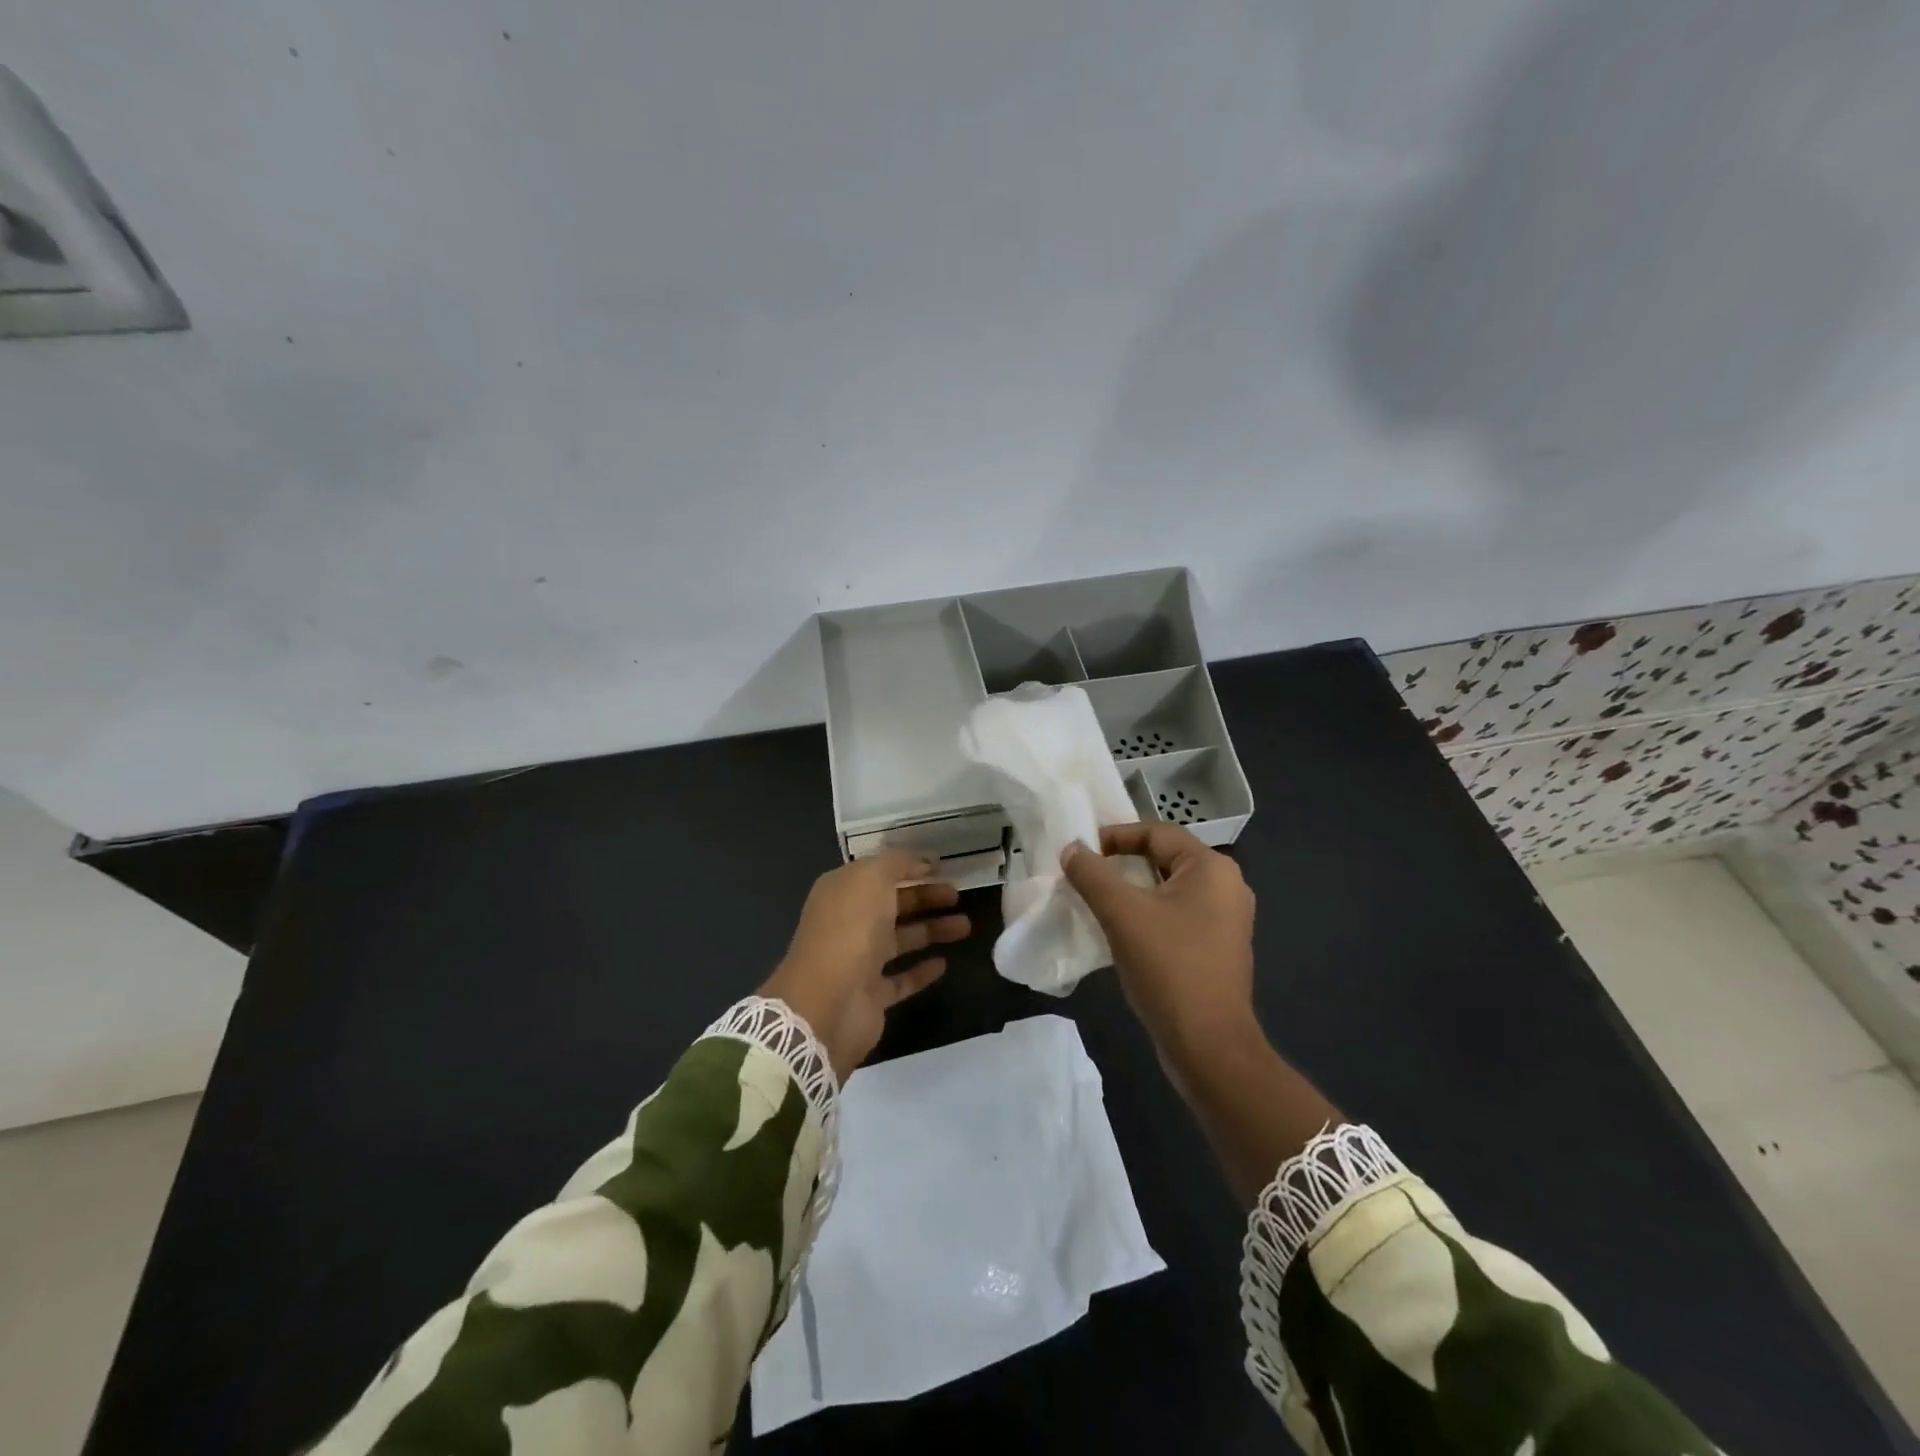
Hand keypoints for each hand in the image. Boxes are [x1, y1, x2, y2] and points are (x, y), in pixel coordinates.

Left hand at [759, 850, 970, 1080]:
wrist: (827, 1001)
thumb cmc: (850, 928)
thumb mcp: (872, 878)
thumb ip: (897, 862)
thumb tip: (922, 861)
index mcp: (842, 891)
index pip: (879, 872)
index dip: (909, 867)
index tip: (942, 867)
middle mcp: (849, 923)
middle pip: (892, 905)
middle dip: (926, 897)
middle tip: (958, 895)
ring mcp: (859, 961)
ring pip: (901, 939)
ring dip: (931, 930)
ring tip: (966, 926)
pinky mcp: (871, 995)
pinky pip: (901, 978)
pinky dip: (921, 970)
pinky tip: (944, 963)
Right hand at [1060, 823, 1257, 1060]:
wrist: (1208, 1046)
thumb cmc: (1168, 967)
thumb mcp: (1121, 913)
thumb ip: (1092, 874)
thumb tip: (1072, 849)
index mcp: (1212, 868)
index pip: (1158, 832)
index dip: (1116, 835)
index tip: (1082, 851)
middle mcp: (1227, 887)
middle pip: (1165, 859)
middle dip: (1123, 864)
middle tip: (1087, 874)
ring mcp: (1226, 921)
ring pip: (1170, 890)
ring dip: (1133, 891)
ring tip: (1098, 901)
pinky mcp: (1218, 949)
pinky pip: (1177, 916)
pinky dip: (1148, 915)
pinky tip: (1122, 932)